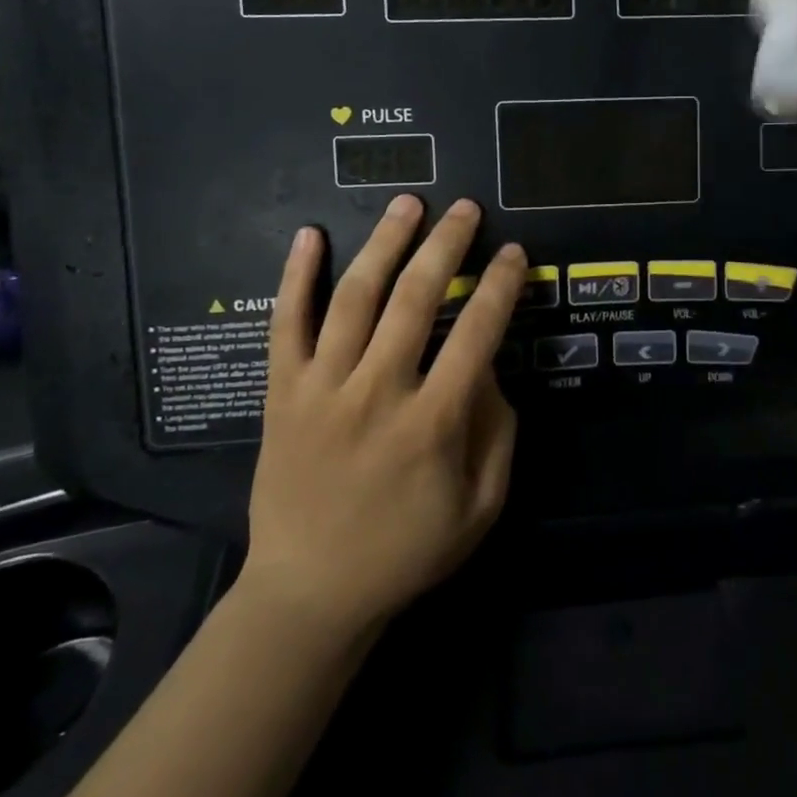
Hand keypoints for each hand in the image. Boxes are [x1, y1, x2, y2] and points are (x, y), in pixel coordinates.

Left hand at [237, 196, 525, 635]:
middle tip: (464, 208)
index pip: (478, 334)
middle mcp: (377, 393)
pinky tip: (309, 235)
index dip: (501, 286)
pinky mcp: (282, 393)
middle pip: (417, 300)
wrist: (309, 592)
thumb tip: (487, 366)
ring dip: (384, 244)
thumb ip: (496, 430)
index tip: (514, 252)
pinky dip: (296, 277)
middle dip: (446, 245)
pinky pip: (285, 325)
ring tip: (407, 204)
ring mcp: (323, 389)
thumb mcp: (481, 505)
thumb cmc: (406, 551)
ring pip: (354, 299)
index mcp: (433, 423)